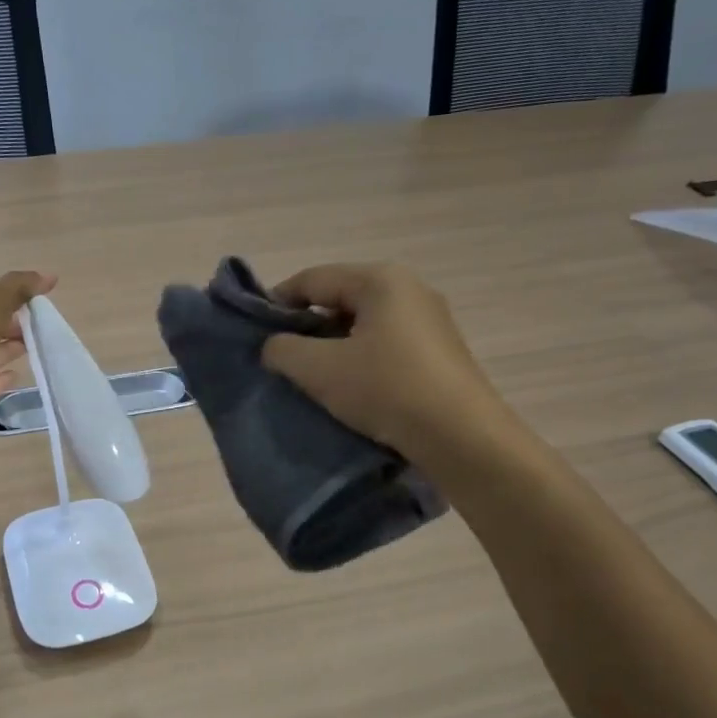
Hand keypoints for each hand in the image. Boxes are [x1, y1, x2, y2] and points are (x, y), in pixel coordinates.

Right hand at [261, 263, 509, 459]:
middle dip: (307, 327)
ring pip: (363, 325)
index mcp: (380, 280)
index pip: (312, 279)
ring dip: (333, 346)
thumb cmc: (385, 390)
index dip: (277, 302)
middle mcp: (409, 290)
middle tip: (282, 358)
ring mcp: (430, 321)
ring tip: (312, 378)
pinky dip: (360, 360)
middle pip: (339, 299)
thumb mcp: (319, 369)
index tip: (255, 332)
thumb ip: (283, 349)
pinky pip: (386, 345)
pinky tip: (350, 389)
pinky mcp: (440, 353)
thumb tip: (274, 346)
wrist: (461, 438)